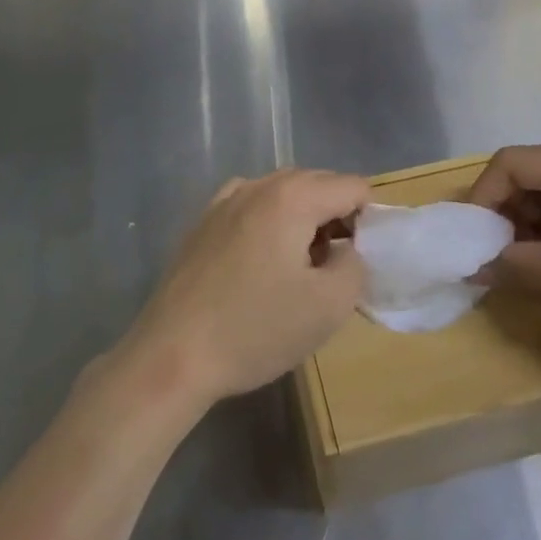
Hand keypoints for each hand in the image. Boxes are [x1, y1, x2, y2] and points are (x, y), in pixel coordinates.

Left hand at [122, 169, 369, 407]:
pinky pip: (253, 208)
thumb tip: (345, 248)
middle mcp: (258, 184)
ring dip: (304, 220)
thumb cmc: (255, 329)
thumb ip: (355, 264)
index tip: (362, 260)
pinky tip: (263, 265)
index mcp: (292, 196)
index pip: (352, 186)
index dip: (369, 220)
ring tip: (302, 269)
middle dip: (337, 217)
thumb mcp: (329, 306)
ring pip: (283, 194)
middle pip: (317, 184)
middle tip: (337, 267)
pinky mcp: (203, 222)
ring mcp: (224, 200)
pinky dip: (271, 224)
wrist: (171, 355)